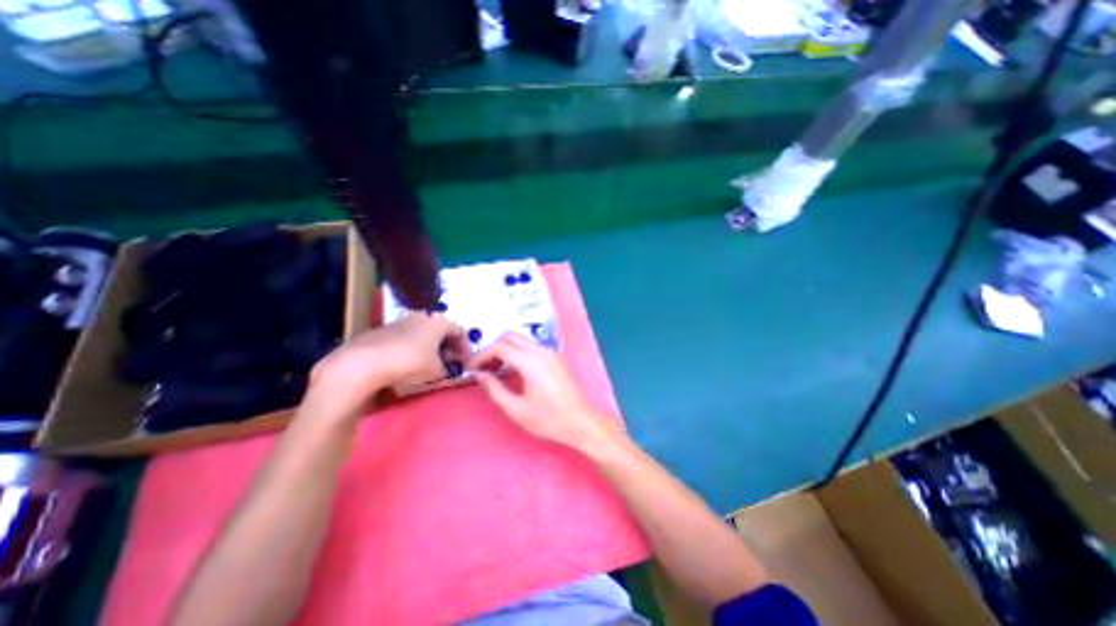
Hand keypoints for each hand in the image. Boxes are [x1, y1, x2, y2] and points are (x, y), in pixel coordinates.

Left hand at [304, 313, 467, 418]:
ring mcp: (400, 322)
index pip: (460, 331)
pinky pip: (407, 338)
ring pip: (424, 334)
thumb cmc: (410, 363)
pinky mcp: (383, 331)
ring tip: (429, 366)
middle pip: (442, 331)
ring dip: (431, 348)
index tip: (465, 364)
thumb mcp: (437, 370)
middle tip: (449, 364)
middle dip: (448, 348)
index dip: (465, 349)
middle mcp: (421, 316)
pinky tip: (408, 364)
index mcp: (438, 322)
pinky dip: (414, 349)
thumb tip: (447, 368)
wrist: (363, 364)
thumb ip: (448, 368)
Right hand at [468, 334, 617, 453]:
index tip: (471, 368)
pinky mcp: (555, 358)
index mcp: (531, 361)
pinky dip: (518, 352)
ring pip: (522, 340)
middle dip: (494, 348)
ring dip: (506, 349)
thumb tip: (480, 374)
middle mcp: (541, 351)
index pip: (500, 347)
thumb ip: (495, 389)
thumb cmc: (548, 419)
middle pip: (511, 337)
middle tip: (483, 367)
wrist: (580, 422)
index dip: (482, 355)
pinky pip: (531, 347)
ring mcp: (550, 353)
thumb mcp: (516, 409)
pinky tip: (512, 370)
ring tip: (495, 370)